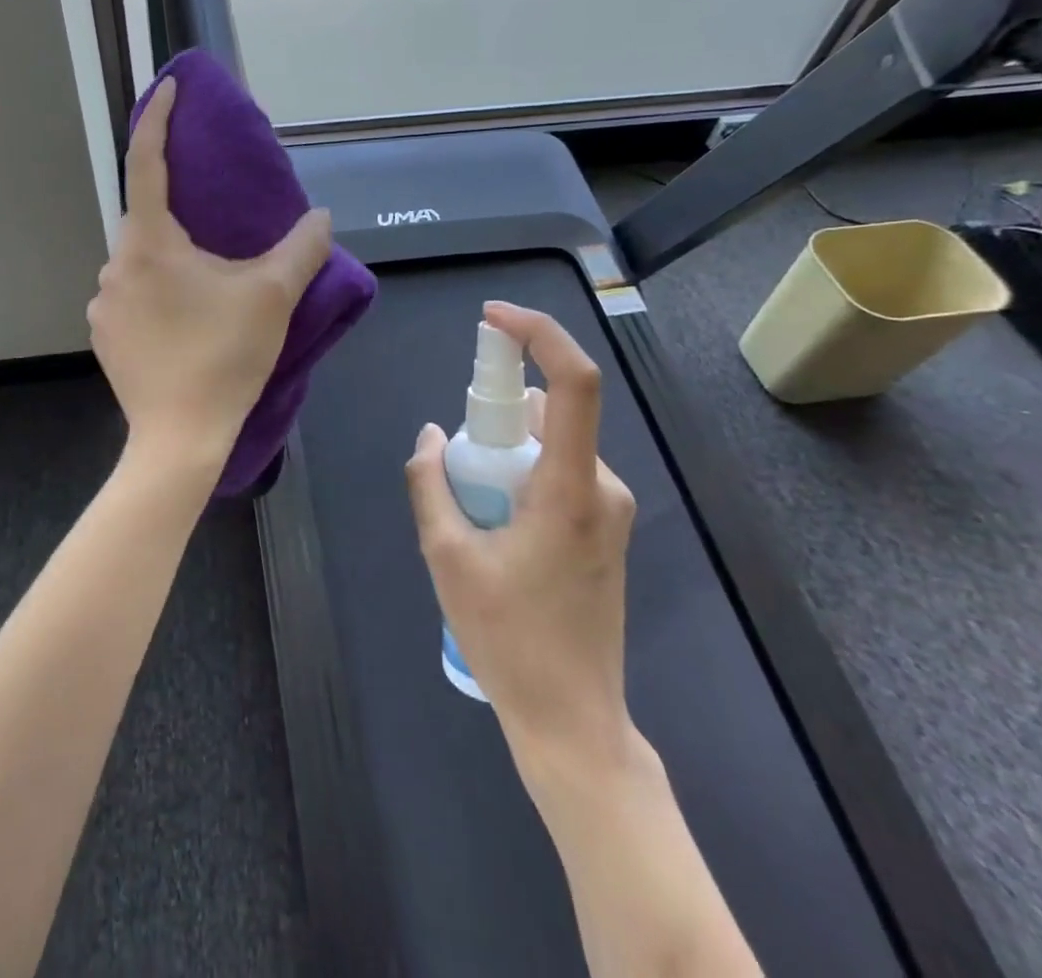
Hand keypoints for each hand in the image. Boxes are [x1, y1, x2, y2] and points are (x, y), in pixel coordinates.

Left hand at [89, 77, 333, 468]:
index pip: (145, 162)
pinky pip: (130, 295)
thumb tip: (320, 215)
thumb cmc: (224, 357)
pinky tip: (185, 318)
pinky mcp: (103, 335)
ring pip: (139, 261)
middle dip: (179, 212)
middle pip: (146, 218)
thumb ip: (301, 247)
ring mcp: (103, 303)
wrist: (180, 438)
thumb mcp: (273, 296)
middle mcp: (115, 265)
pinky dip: (156, 291)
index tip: (170, 89)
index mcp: (150, 243)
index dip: (157, 120)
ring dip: (170, 258)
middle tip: (217, 225)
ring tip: (208, 282)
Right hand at [404, 302, 638, 784]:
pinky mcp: (605, 527)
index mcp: (570, 488)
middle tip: (455, 463)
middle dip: (494, 416)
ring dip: (503, 451)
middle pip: (548, 413)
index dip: (538, 334)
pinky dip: (519, 473)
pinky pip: (557, 470)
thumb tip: (432, 436)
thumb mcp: (447, 557)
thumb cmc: (508, 639)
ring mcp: (609, 509)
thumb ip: (432, 483)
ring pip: (549, 444)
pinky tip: (492, 525)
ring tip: (469, 509)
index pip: (573, 383)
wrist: (573, 721)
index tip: (492, 319)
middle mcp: (602, 487)